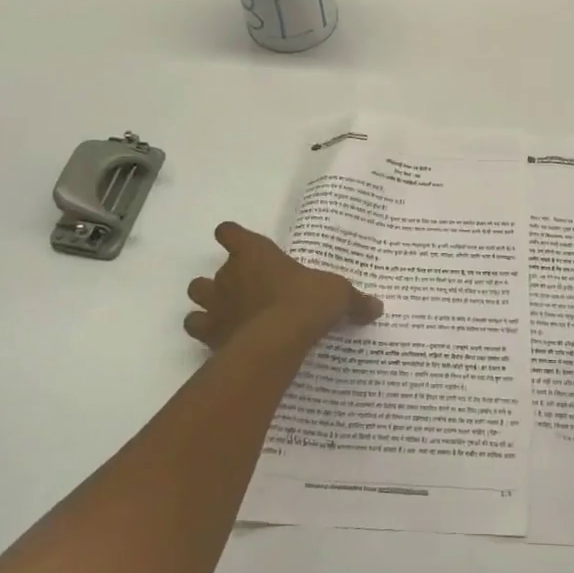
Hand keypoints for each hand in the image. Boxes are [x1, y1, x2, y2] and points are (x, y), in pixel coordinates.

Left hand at [184, 221, 382, 351]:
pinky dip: (206, 333)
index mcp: (255, 252)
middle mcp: (229, 275)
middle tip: (245, 292)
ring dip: (207, 304)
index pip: (229, 232)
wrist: (277, 340)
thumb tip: (377, 307)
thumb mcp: (337, 294)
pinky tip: (223, 341)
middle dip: (222, 281)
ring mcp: (215, 305)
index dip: (232, 237)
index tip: (240, 245)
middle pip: (210, 271)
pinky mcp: (210, 335)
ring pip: (196, 296)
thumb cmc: (305, 301)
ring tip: (227, 315)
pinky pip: (197, 329)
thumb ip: (354, 300)